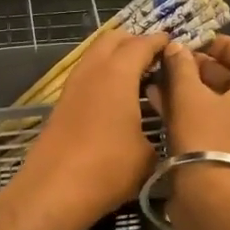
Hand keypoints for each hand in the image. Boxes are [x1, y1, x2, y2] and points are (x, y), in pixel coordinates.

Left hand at [10, 28, 168, 229]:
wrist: (54, 190)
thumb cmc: (108, 169)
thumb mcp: (148, 155)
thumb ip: (161, 131)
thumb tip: (168, 126)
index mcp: (117, 73)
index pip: (142, 43)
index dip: (161, 42)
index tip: (176, 46)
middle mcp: (93, 70)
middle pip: (113, 39)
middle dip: (135, 42)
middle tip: (157, 60)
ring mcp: (73, 85)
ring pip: (95, 55)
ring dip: (116, 58)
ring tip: (139, 78)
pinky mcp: (62, 103)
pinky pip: (87, 74)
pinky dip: (103, 75)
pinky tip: (117, 99)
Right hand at [150, 34, 229, 167]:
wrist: (210, 198)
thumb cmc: (205, 137)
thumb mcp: (188, 95)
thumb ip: (182, 67)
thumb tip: (177, 48)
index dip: (227, 46)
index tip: (200, 42)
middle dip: (203, 67)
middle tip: (175, 61)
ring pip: (218, 103)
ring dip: (191, 89)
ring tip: (161, 80)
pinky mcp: (225, 155)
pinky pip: (209, 123)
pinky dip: (188, 111)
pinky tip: (159, 104)